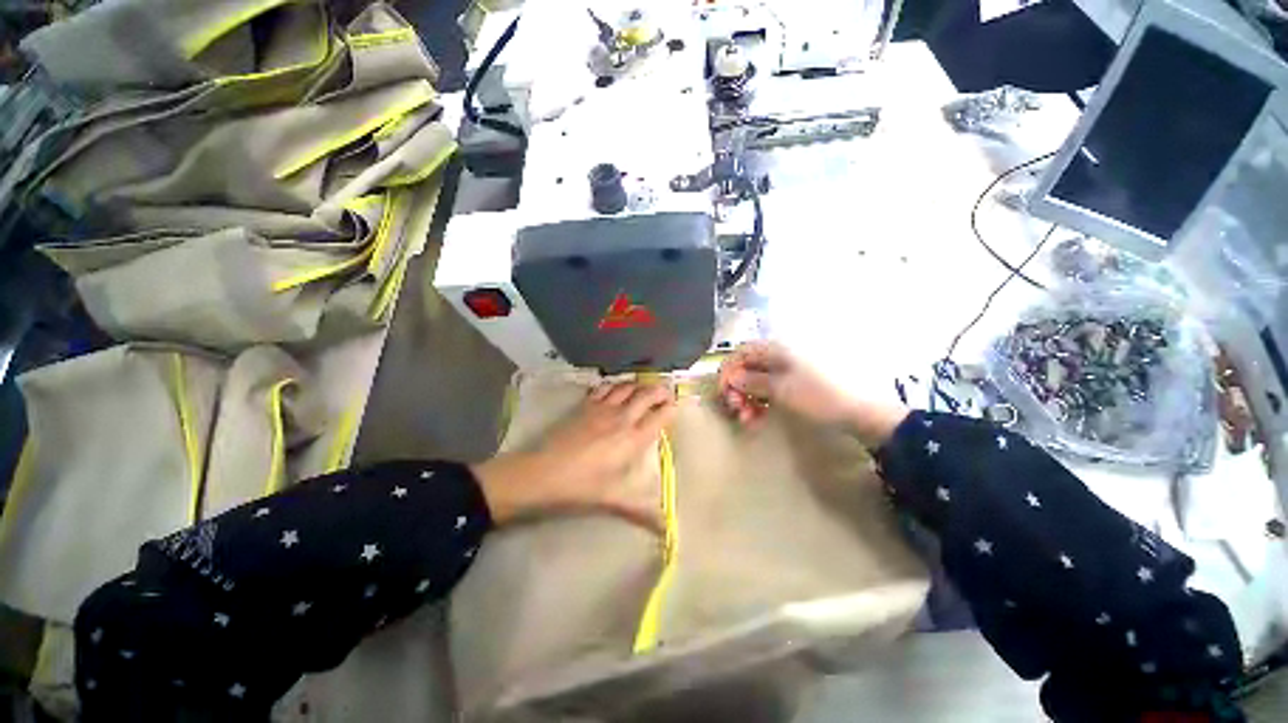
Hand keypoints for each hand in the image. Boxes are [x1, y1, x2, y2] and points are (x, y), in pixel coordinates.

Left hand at [472, 383, 676, 530]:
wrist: (540, 473)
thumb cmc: (580, 487)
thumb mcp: (612, 499)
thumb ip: (641, 511)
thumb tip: (666, 530)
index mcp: (633, 439)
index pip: (660, 415)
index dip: (671, 408)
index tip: (675, 408)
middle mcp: (622, 417)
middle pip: (647, 394)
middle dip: (660, 390)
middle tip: (665, 393)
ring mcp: (602, 408)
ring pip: (627, 386)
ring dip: (639, 384)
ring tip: (645, 388)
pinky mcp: (585, 405)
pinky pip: (605, 387)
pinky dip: (615, 384)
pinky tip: (616, 389)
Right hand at [718, 341, 907, 445]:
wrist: (863, 414)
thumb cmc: (820, 397)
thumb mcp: (783, 390)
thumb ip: (753, 382)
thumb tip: (732, 378)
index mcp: (778, 349)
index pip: (741, 353)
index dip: (728, 372)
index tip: (723, 394)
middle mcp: (781, 355)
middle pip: (747, 367)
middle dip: (737, 389)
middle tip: (736, 410)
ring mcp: (790, 369)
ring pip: (757, 380)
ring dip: (748, 399)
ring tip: (747, 419)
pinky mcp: (797, 384)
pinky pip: (770, 389)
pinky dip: (761, 402)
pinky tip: (759, 417)